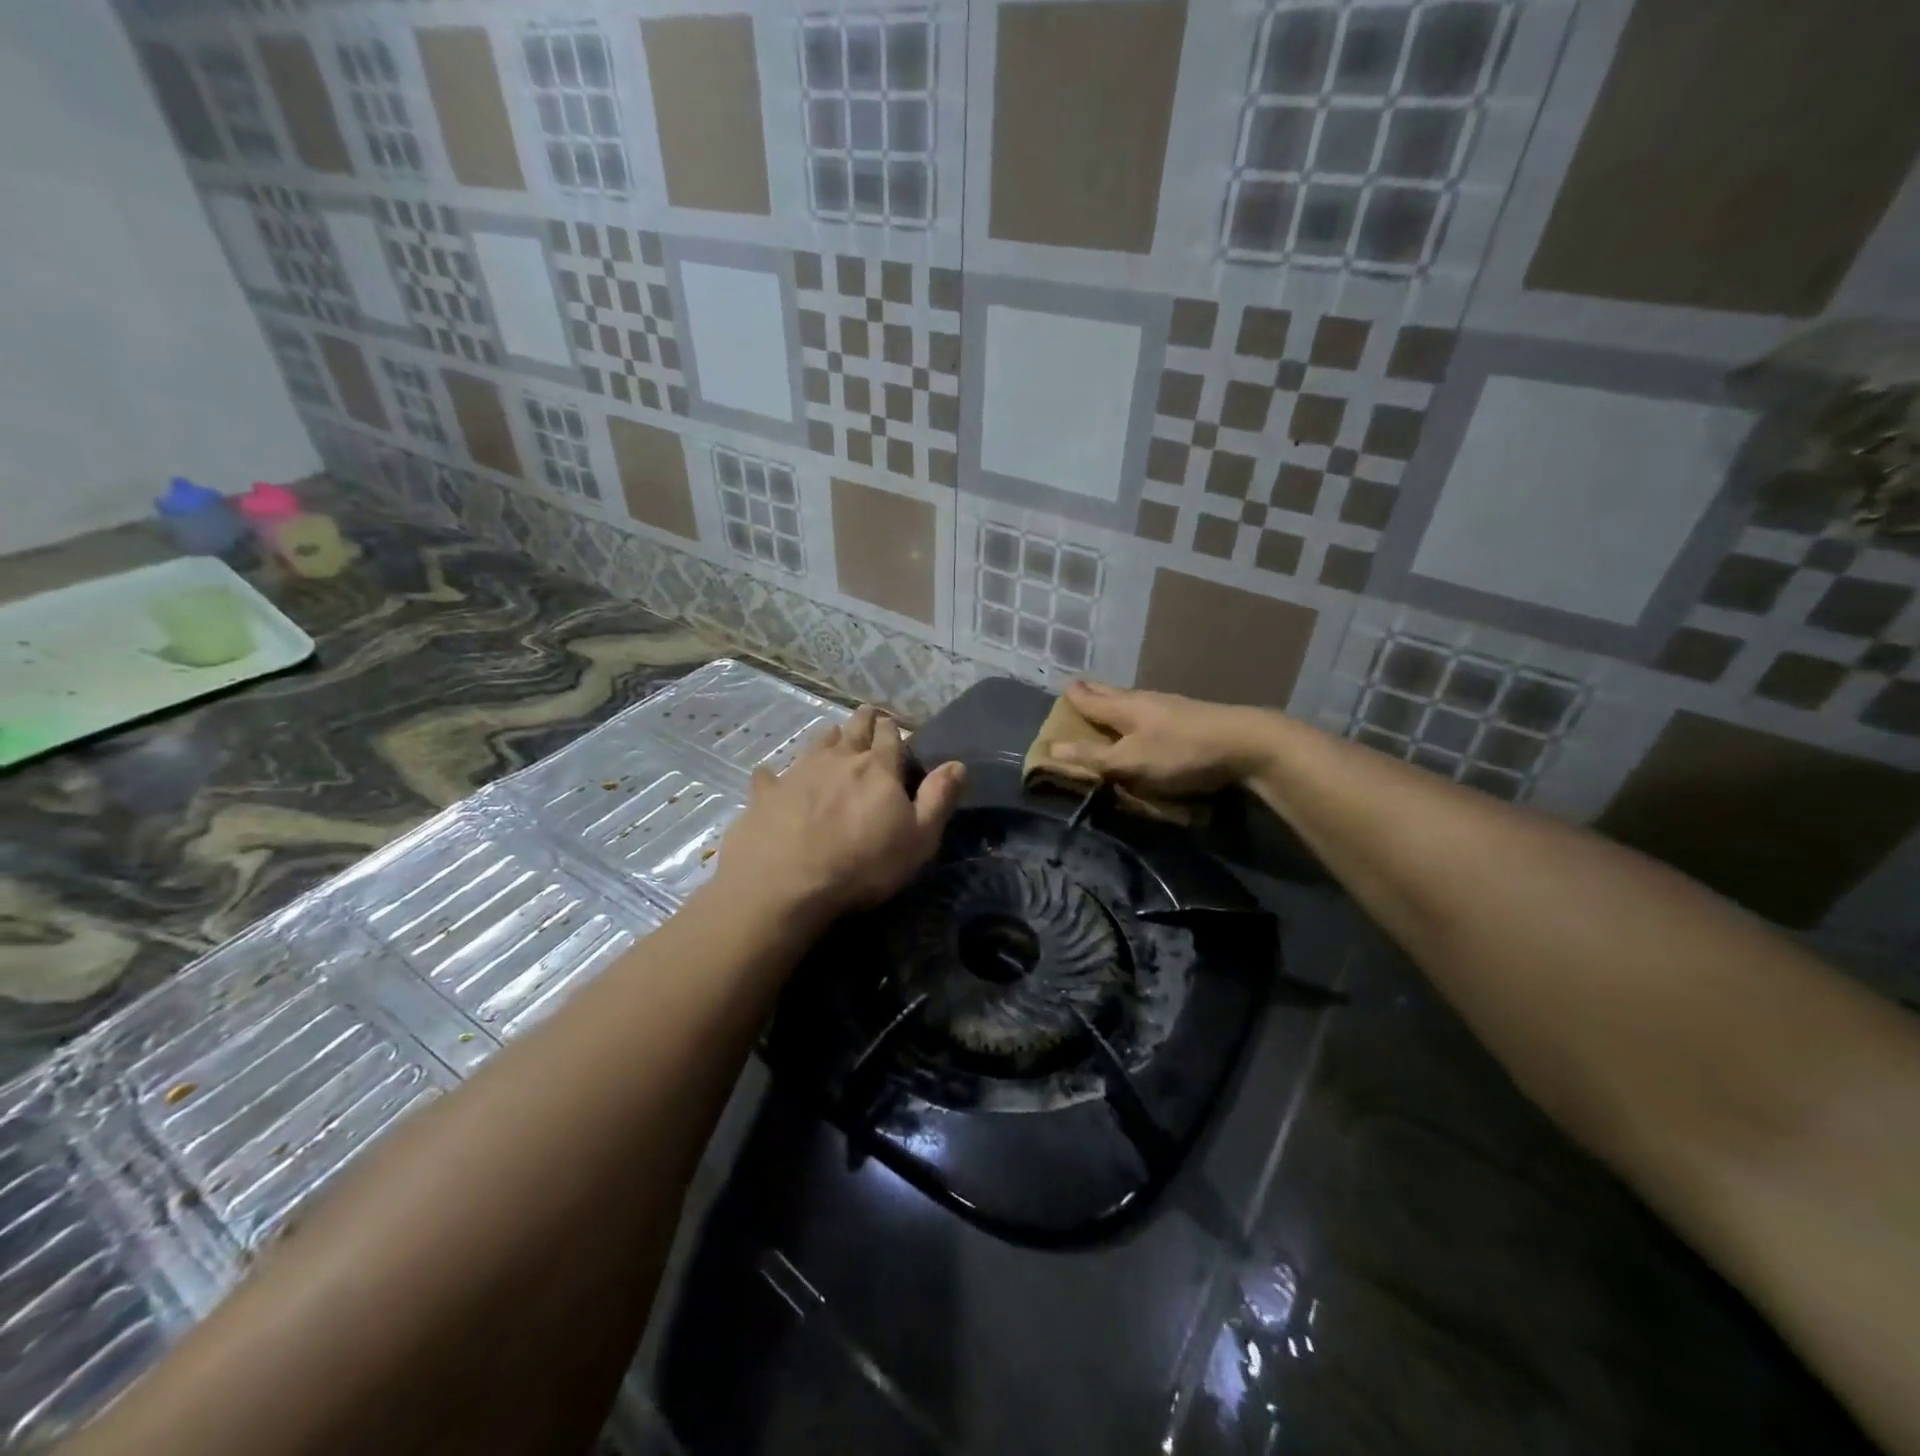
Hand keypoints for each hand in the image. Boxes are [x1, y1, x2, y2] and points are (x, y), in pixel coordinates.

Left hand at [713, 705, 965, 924]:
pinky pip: (769, 775)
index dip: (892, 729)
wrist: (785, 885)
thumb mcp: (918, 840)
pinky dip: (774, 774)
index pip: (889, 736)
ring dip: (828, 738)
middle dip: (863, 720)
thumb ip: (938, 799)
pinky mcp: (765, 794)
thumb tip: (957, 764)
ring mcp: (798, 772)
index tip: (893, 725)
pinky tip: (770, 776)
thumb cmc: (862, 865)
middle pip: (853, 729)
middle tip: (866, 716)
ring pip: (817, 743)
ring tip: (833, 738)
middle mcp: (838, 759)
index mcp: (878, 769)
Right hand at [1047, 680, 1267, 796]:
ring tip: (1107, 704)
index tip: (1061, 688)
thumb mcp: (1130, 760)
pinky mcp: (1189, 718)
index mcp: (1124, 707)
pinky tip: (1145, 721)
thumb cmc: (1180, 752)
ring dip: (1115, 702)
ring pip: (1132, 700)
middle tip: (1079, 689)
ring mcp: (1169, 707)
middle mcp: (1144, 700)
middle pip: (1111, 693)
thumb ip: (1093, 756)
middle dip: (1093, 692)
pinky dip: (1136, 713)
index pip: (1089, 698)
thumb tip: (1050, 747)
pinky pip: (1151, 711)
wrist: (1245, 744)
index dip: (1073, 696)